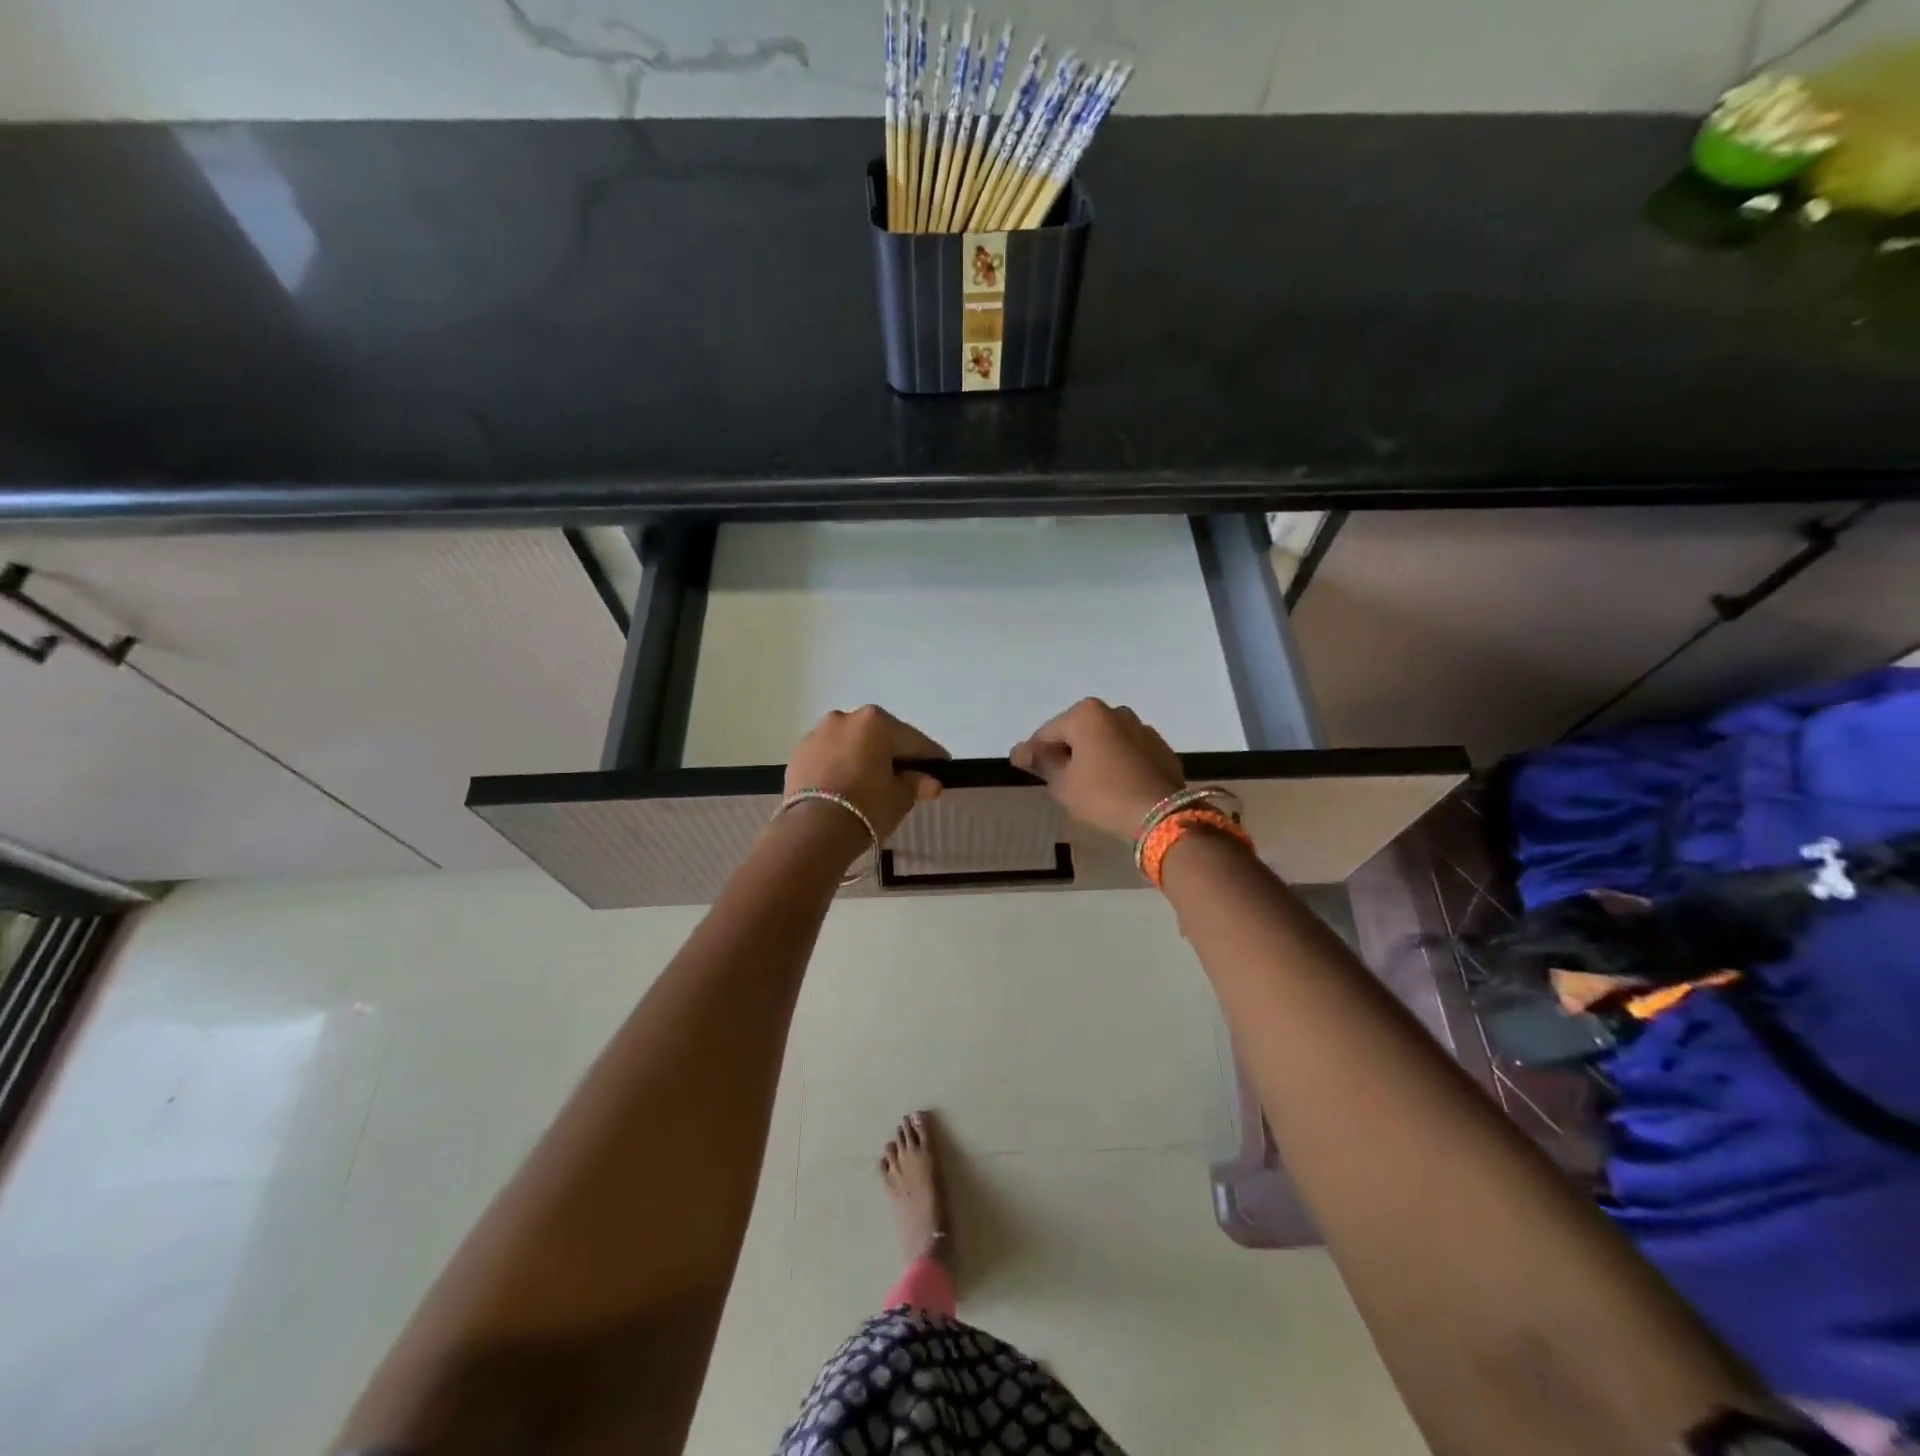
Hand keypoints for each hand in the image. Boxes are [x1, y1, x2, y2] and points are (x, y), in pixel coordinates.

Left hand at [785, 705, 948, 841]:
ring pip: (851, 744)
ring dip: (864, 757)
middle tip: (907, 776)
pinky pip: (829, 756)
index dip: (930, 756)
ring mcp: (818, 734)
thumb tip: (930, 782)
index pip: (913, 740)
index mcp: (876, 722)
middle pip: (879, 736)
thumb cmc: (867, 806)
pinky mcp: (799, 753)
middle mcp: (846, 718)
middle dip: (893, 754)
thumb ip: (916, 783)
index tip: (942, 766)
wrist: (813, 829)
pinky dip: (840, 766)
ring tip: (872, 782)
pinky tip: (846, 785)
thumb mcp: (900, 797)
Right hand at [1010, 698, 1183, 840]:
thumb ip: (1041, 762)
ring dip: (1093, 755)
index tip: (1026, 770)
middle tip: (1058, 779)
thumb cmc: (1102, 795)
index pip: (1048, 732)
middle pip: (1078, 731)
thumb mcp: (1062, 784)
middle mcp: (1115, 712)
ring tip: (1087, 784)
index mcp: (1087, 714)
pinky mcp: (1161, 748)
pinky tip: (1114, 785)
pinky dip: (1117, 762)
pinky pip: (1128, 751)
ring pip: (1105, 740)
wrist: (1160, 815)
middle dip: (1067, 751)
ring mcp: (1142, 728)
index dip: (1035, 752)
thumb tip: (1019, 751)